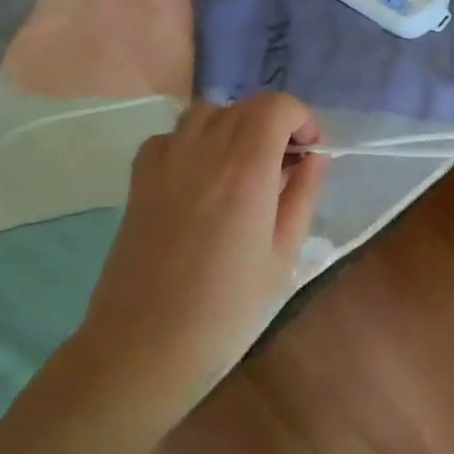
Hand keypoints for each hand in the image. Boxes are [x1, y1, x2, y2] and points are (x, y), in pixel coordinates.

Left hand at [74, 95, 328, 415]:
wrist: (144, 348)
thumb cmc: (228, 310)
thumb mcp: (285, 255)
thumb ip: (304, 195)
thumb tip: (314, 156)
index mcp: (246, 170)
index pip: (277, 107)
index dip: (302, 119)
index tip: (309, 154)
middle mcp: (204, 152)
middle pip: (246, 105)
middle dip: (275, 124)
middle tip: (286, 167)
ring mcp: (165, 162)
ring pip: (208, 112)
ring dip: (236, 127)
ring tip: (245, 167)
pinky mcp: (139, 180)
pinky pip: (172, 135)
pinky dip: (196, 141)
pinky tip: (203, 178)